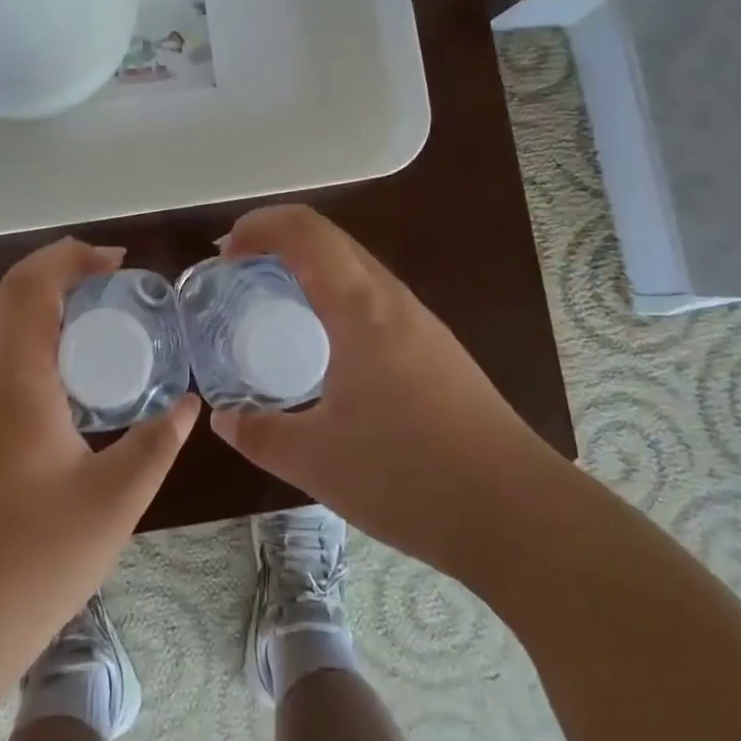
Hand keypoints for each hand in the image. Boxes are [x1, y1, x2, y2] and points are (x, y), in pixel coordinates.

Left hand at [0, 239, 197, 675]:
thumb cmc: (32, 557)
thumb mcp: (114, 499)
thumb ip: (157, 443)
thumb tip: (189, 405)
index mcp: (15, 378)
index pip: (32, 287)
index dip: (72, 258)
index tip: (119, 261)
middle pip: (10, 295)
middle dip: (58, 270)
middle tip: (114, 279)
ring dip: (42, 301)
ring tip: (99, 312)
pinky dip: (33, 334)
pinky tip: (72, 370)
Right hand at [209, 205, 544, 578]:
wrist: (517, 514)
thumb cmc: (409, 476)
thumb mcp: (316, 460)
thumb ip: (259, 434)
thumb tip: (224, 418)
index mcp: (360, 307)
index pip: (305, 231)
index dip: (258, 226)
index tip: (223, 256)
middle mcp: (393, 300)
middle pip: (330, 239)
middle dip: (276, 241)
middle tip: (237, 275)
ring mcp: (421, 323)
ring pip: (356, 267)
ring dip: (308, 268)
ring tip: (273, 306)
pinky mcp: (437, 350)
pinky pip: (374, 299)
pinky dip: (334, 297)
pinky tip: (324, 348)